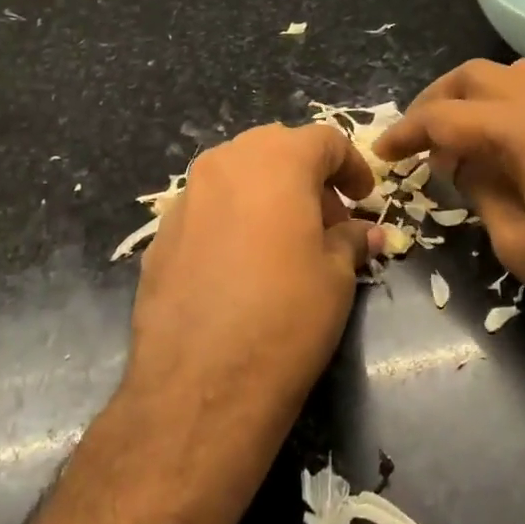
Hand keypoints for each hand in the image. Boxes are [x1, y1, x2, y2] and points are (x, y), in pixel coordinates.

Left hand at [127, 123, 381, 436]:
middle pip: (276, 149)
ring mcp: (186, 196)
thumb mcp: (336, 277)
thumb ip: (350, 240)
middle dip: (307, 178)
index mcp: (276, 160)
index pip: (324, 140)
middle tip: (327, 223)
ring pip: (237, 176)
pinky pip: (208, 209)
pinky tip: (241, 267)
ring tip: (285, 244)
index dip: (351, 165)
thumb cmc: (286, 318)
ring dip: (267, 195)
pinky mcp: (160, 233)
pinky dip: (233, 220)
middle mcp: (225, 163)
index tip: (364, 199)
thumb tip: (364, 233)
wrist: (200, 384)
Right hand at [375, 59, 524, 362]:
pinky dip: (513, 105)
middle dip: (437, 100)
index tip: (382, 152)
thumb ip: (480, 191)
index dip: (407, 132)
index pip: (446, 116)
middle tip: (417, 137)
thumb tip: (461, 163)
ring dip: (478, 96)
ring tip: (463, 138)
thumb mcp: (519, 243)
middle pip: (477, 76)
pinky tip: (512, 145)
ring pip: (515, 74)